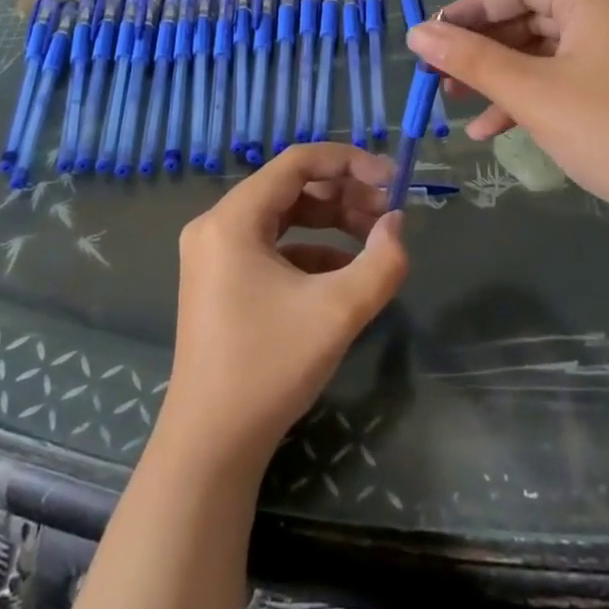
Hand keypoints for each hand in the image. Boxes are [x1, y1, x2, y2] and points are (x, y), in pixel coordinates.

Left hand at [158, 144, 406, 471]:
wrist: (211, 446)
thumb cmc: (269, 368)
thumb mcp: (338, 311)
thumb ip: (381, 261)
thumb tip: (397, 224)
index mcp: (233, 219)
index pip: (297, 162)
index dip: (350, 162)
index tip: (392, 178)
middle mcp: (217, 226)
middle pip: (291, 187)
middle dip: (345, 194)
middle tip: (390, 212)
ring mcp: (215, 255)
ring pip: (283, 217)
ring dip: (332, 221)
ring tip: (375, 238)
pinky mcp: (221, 281)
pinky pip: (273, 247)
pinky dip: (312, 251)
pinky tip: (346, 273)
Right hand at [407, 0, 608, 262]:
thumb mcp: (533, 94)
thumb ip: (472, 61)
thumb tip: (417, 33)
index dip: (470, 8)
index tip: (431, 36)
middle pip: (529, 19)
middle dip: (481, 49)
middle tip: (437, 76)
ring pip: (543, 55)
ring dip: (499, 79)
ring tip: (454, 106)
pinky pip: (564, 83)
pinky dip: (528, 101)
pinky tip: (491, 132)